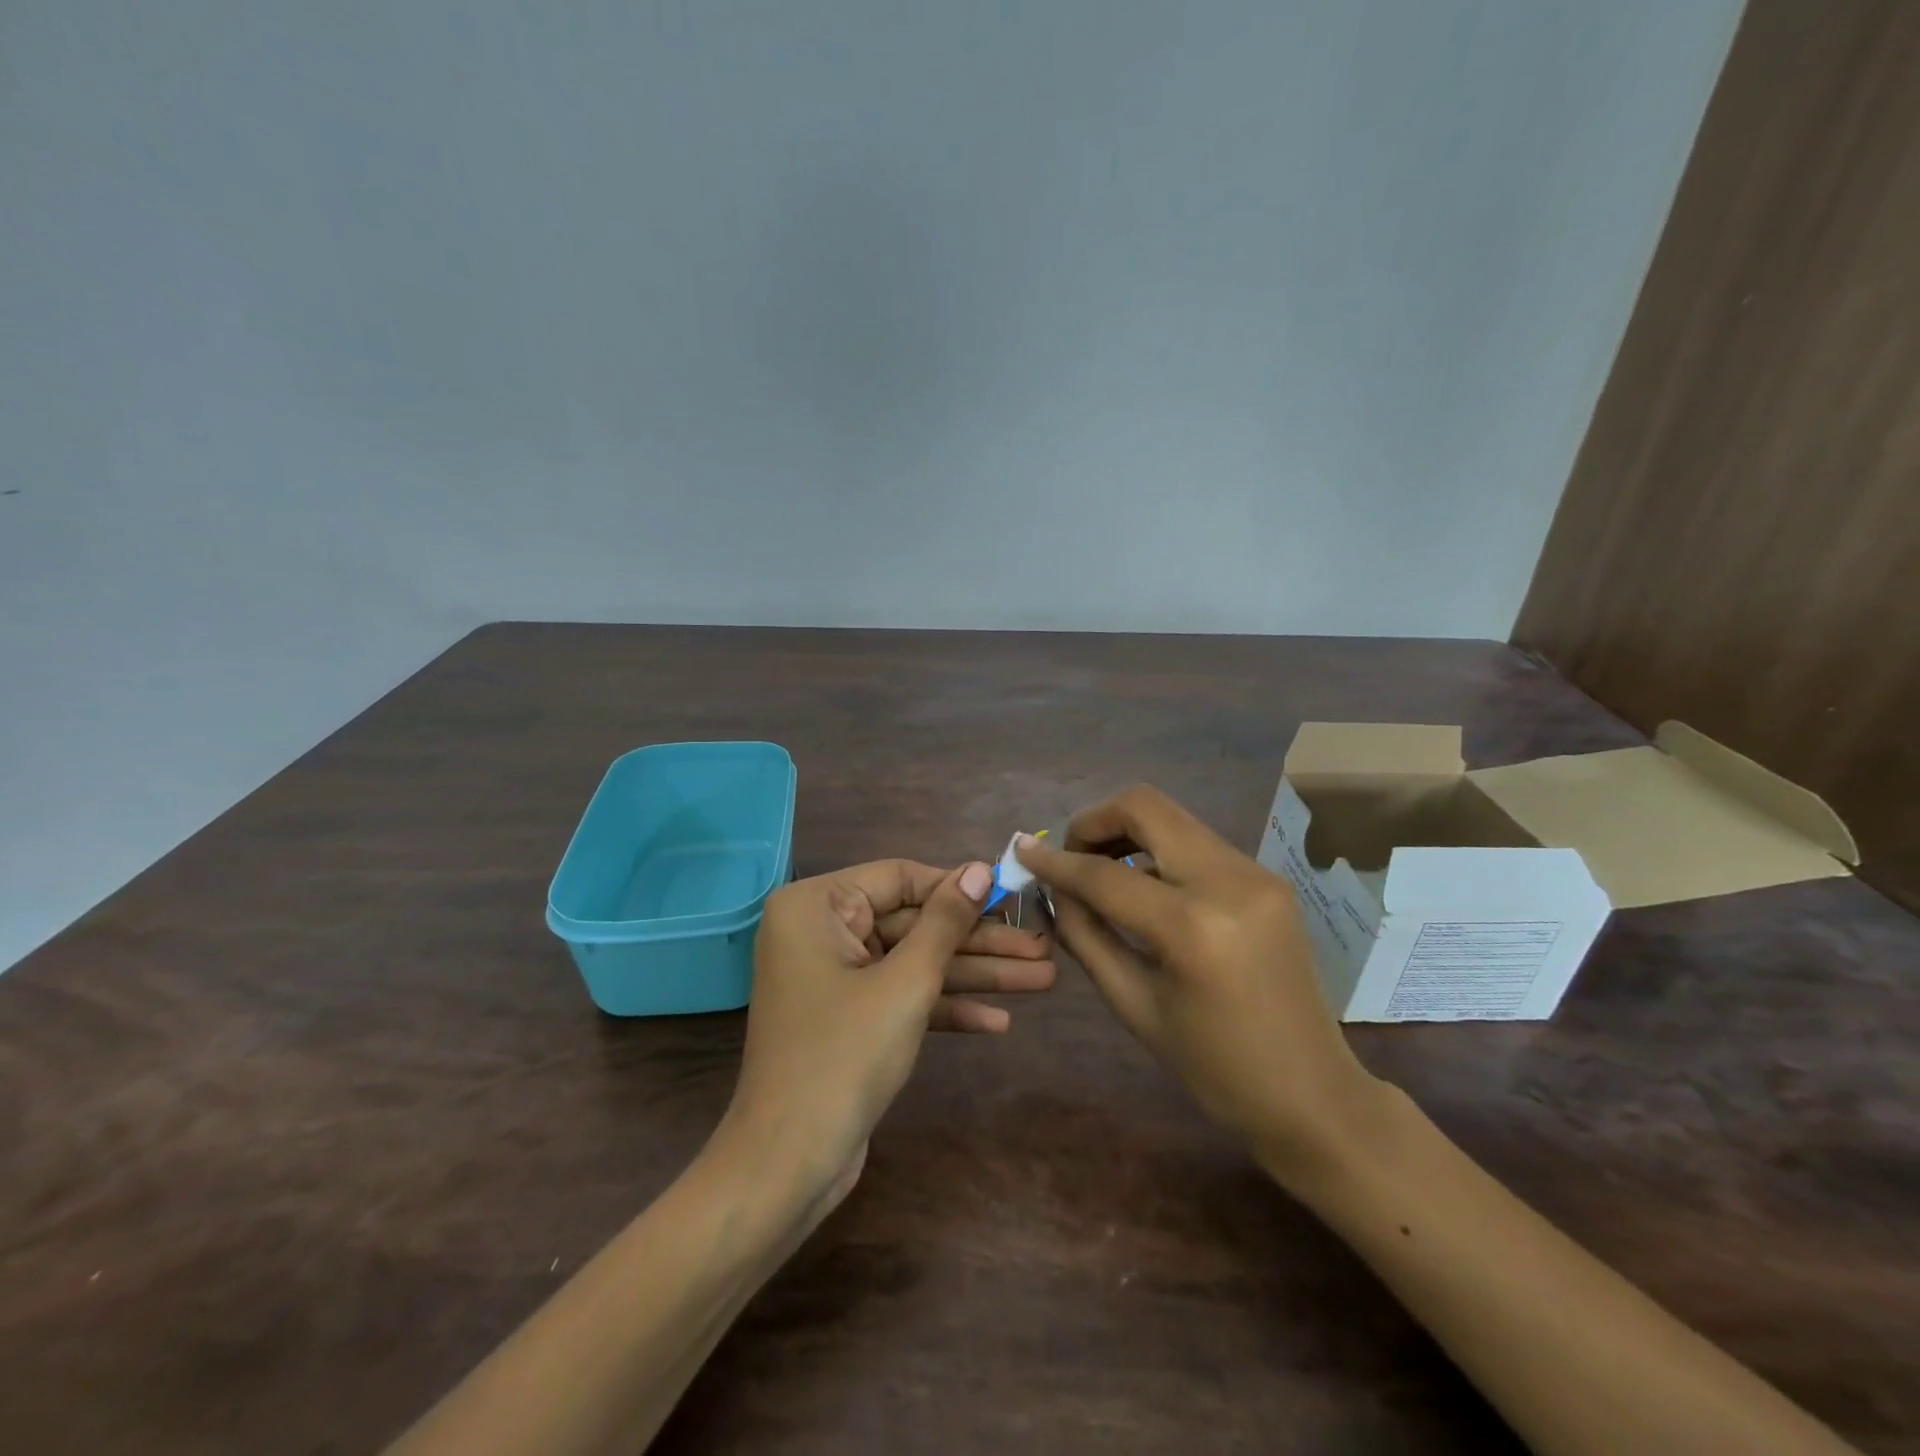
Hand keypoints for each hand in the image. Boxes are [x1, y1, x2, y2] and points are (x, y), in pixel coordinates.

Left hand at [718, 859, 1051, 1220]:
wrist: (788, 1166)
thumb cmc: (844, 1057)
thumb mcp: (906, 983)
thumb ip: (945, 922)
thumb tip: (978, 868)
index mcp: (815, 906)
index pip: (900, 878)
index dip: (959, 888)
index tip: (1012, 896)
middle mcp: (820, 931)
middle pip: (913, 924)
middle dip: (978, 942)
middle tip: (1041, 949)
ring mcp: (834, 977)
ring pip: (913, 962)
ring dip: (974, 976)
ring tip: (1042, 980)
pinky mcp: (848, 1017)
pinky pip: (900, 996)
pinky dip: (944, 1007)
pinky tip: (999, 1021)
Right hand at [1016, 786, 1383, 1185]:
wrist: (1314, 1095)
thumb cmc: (1215, 1068)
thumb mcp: (1134, 1004)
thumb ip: (1086, 936)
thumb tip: (1051, 890)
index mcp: (1194, 927)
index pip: (1105, 875)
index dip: (1056, 862)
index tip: (1022, 852)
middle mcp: (1230, 881)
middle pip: (1145, 807)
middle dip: (1094, 822)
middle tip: (1071, 857)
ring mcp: (1256, 873)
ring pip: (1172, 819)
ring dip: (1127, 834)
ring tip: (1101, 875)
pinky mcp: (1267, 878)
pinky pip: (1196, 843)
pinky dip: (1158, 853)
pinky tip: (1144, 890)